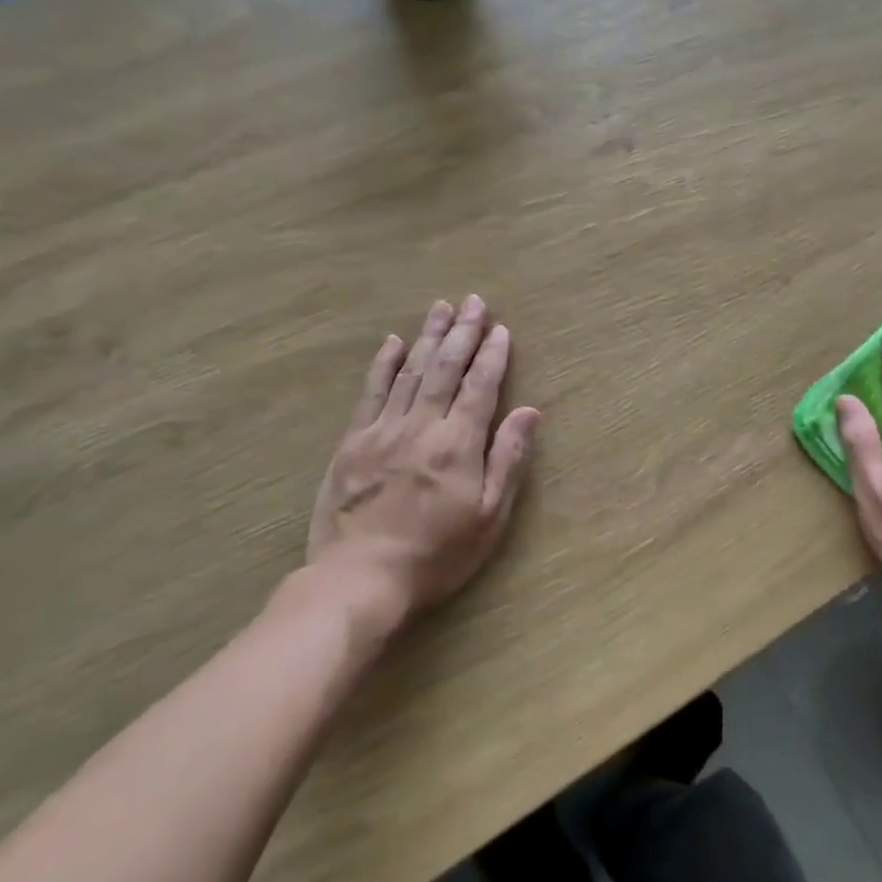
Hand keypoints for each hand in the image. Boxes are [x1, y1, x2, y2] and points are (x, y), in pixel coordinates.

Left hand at [305, 295, 538, 629]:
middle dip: (462, 333)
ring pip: (410, 372)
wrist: (360, 580)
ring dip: (428, 337)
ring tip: (441, 308)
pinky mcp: (352, 443)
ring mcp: (382, 431)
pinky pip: (371, 393)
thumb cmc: (438, 555)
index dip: (492, 356)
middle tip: (473, 301)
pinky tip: (393, 342)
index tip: (501, 328)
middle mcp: (421, 426)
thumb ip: (508, 459)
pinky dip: (383, 364)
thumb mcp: (490, 517)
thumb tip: (529, 411)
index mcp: (458, 444)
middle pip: (445, 369)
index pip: (480, 386)